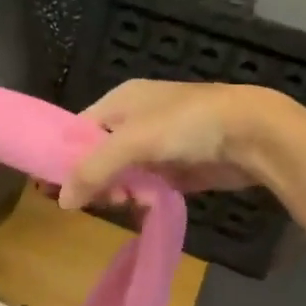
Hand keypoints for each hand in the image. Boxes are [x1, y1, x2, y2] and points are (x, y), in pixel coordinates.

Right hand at [58, 80, 273, 209]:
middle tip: (106, 198)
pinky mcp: (179, 167)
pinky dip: (145, 196)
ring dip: (122, 189)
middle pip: (100, 154)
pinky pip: (149, 185)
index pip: (79, 129)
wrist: (252, 134)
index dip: (66, 157)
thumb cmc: (186, 125)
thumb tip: (62, 201)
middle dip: (98, 178)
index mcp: (121, 100)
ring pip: (124, 173)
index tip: (54, 189)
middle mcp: (136, 119)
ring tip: (131, 201)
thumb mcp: (132, 142)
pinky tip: (148, 205)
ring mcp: (159, 144)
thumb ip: (94, 169)